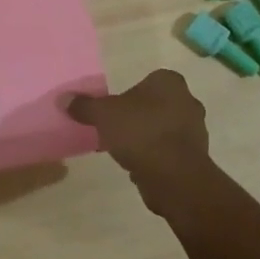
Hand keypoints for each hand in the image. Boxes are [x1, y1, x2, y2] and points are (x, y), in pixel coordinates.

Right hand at [67, 69, 216, 219]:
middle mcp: (188, 101)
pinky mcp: (196, 158)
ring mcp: (196, 131)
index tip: (114, 110)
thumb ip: (84, 106)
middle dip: (137, 116)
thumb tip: (63, 98)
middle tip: (115, 129)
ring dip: (146, 138)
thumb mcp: (103, 115)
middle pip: (155, 105)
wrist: (174, 178)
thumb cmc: (140, 133)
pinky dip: (155, 157)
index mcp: (169, 82)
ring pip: (163, 129)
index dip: (129, 95)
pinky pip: (169, 151)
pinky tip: (138, 167)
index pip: (148, 80)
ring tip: (123, 151)